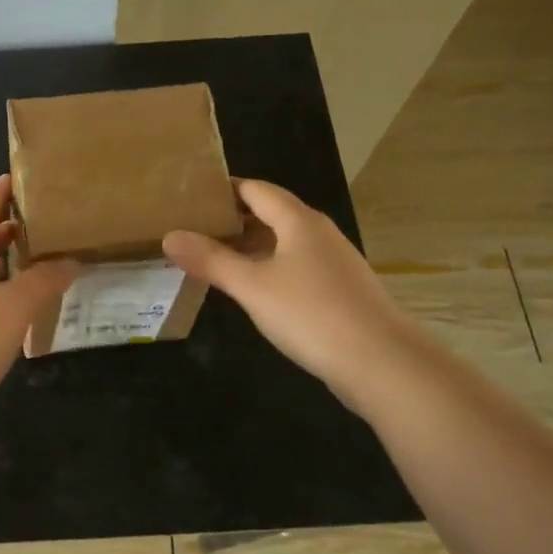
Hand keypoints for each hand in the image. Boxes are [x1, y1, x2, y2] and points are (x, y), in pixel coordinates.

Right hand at [163, 179, 420, 408]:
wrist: (382, 364)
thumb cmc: (312, 314)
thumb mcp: (252, 286)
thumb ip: (211, 260)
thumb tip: (170, 236)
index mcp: (299, 221)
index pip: (256, 189)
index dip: (223, 189)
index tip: (188, 196)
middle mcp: (318, 233)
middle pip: (270, 214)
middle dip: (231, 219)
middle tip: (190, 229)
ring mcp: (332, 263)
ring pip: (283, 243)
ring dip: (249, 247)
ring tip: (210, 258)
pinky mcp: (339, 291)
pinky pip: (295, 267)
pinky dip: (268, 269)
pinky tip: (250, 290)